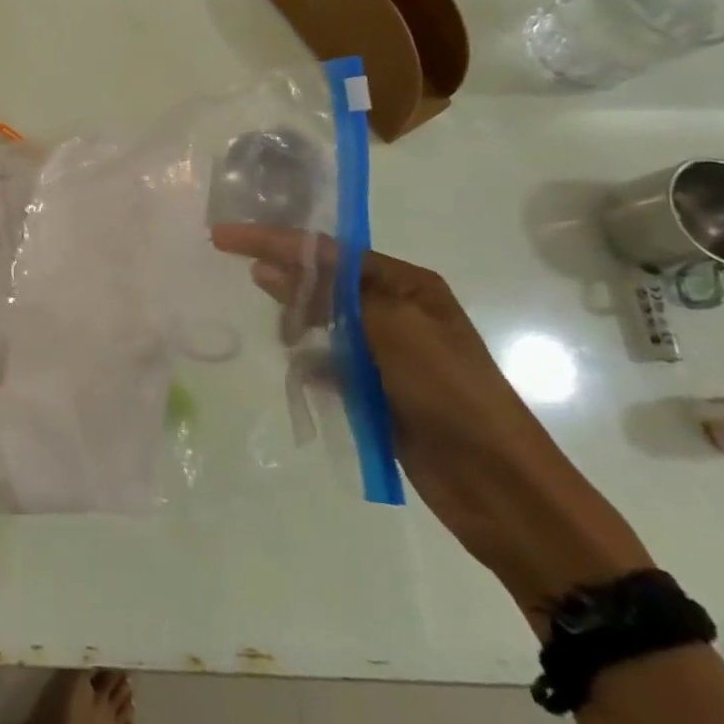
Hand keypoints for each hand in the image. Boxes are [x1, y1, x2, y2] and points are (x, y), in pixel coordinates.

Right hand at [211, 224, 650, 617]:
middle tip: (250, 286)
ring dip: (300, 327)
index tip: (223, 237)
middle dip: (287, 282)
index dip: (273, 240)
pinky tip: (306, 375)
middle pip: (322, 281)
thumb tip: (268, 269)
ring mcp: (386, 352)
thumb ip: (330, 296)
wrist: (500, 486)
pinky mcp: (376, 389)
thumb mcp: (394, 330)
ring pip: (322, 322)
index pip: (326, 250)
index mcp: (407, 284)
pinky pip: (329, 363)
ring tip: (289, 343)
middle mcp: (395, 309)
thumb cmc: (452, 394)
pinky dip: (313, 366)